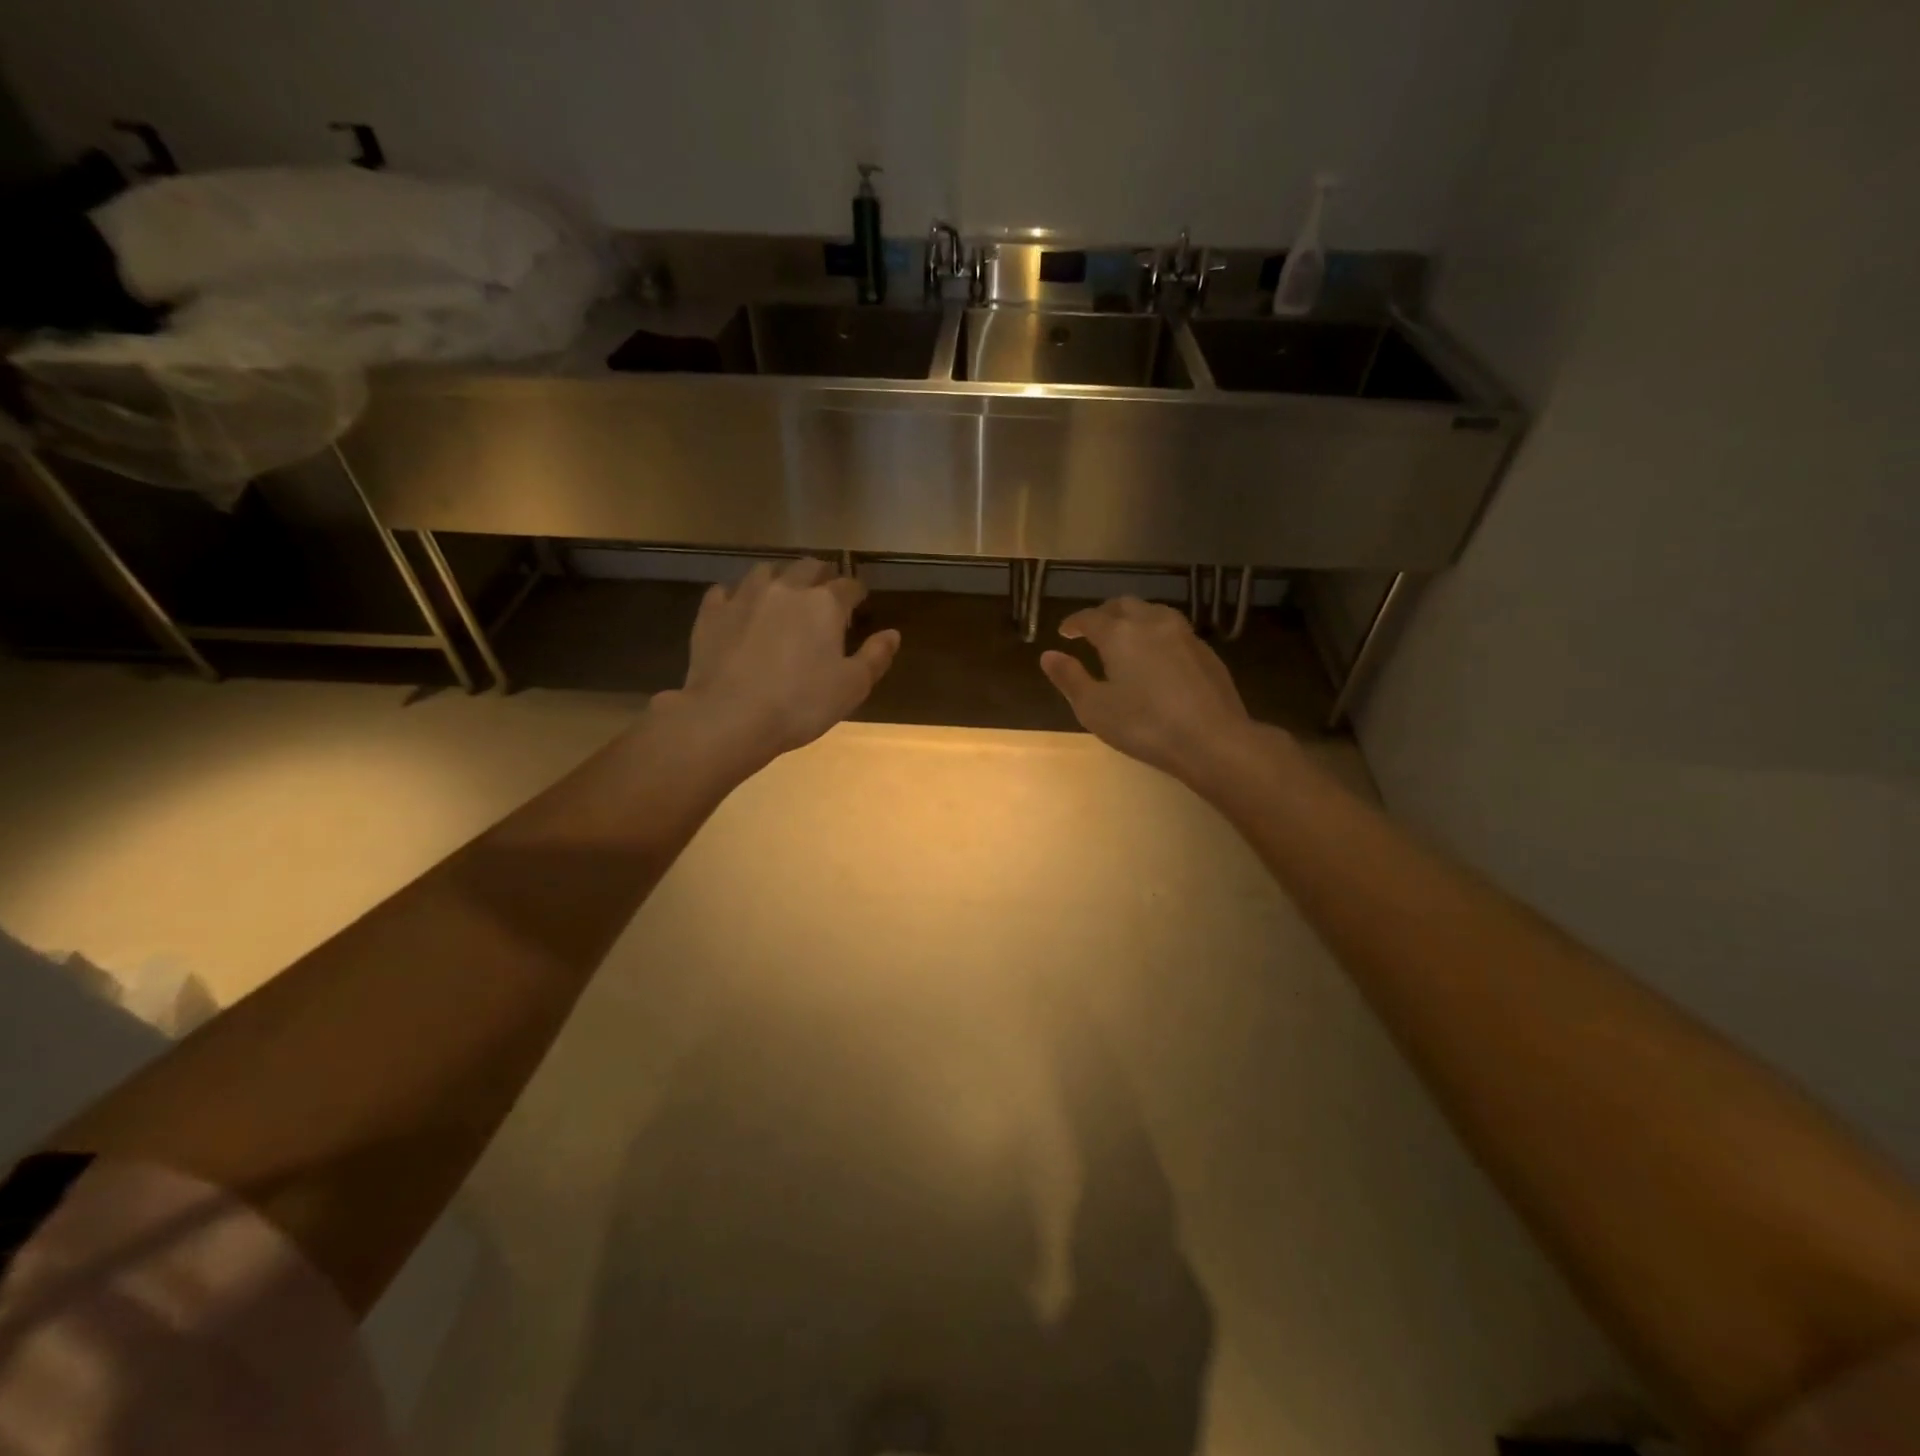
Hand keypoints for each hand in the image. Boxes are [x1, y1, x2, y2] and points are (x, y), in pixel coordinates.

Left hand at [672, 558, 899, 765]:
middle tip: (825, 590)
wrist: (730, 717)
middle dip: (821, 575)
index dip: (857, 592)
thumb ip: (875, 656)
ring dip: (780, 577)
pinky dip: (737, 595)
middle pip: (808, 567)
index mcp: (824, 604)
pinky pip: (725, 591)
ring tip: (783, 593)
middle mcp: (786, 589)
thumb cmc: (800, 704)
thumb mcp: (852, 687)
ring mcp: (744, 596)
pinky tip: (739, 608)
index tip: (859, 602)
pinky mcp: (712, 613)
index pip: (848, 586)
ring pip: (766, 571)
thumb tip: (893, 634)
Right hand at [1039, 598, 1263, 786]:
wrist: (1213, 740)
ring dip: (1133, 618)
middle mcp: (1151, 623)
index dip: (1074, 623)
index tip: (1064, 632)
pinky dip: (1155, 633)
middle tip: (1092, 631)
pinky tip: (1156, 655)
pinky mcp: (1205, 650)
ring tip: (1124, 637)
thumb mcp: (1095, 708)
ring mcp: (1183, 634)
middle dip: (1103, 614)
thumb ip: (1069, 678)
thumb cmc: (1145, 726)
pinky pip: (1173, 629)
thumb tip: (1048, 655)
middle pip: (1123, 605)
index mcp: (1119, 634)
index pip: (1090, 617)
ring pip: (1152, 612)